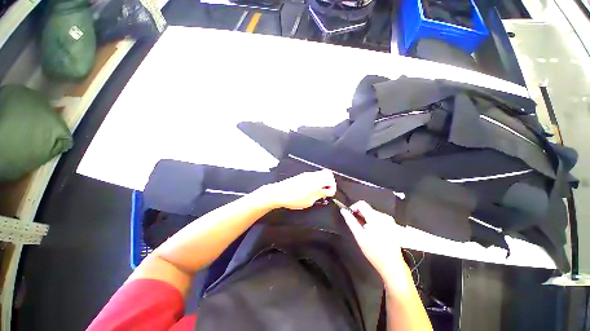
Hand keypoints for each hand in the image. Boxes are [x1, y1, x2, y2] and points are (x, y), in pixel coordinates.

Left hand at [268, 170, 336, 209]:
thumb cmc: (294, 198)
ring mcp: (306, 175)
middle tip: (325, 192)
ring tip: (318, 193)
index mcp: (316, 181)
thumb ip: (320, 194)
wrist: (279, 193)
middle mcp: (312, 175)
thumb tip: (327, 192)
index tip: (329, 194)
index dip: (332, 187)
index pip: (331, 178)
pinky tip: (311, 190)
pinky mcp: (301, 176)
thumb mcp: (310, 201)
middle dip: (329, 183)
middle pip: (327, 173)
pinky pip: (313, 177)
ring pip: (320, 175)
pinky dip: (316, 182)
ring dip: (322, 182)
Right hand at [340, 201, 406, 276]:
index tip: (350, 216)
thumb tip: (343, 210)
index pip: (361, 204)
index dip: (353, 208)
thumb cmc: (374, 251)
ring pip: (372, 214)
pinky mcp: (392, 226)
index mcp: (376, 217)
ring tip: (364, 231)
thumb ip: (350, 221)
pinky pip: (378, 219)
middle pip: (367, 209)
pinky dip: (372, 222)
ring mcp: (389, 221)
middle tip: (356, 226)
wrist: (392, 266)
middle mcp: (384, 216)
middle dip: (359, 215)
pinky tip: (372, 233)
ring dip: (365, 219)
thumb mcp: (359, 236)